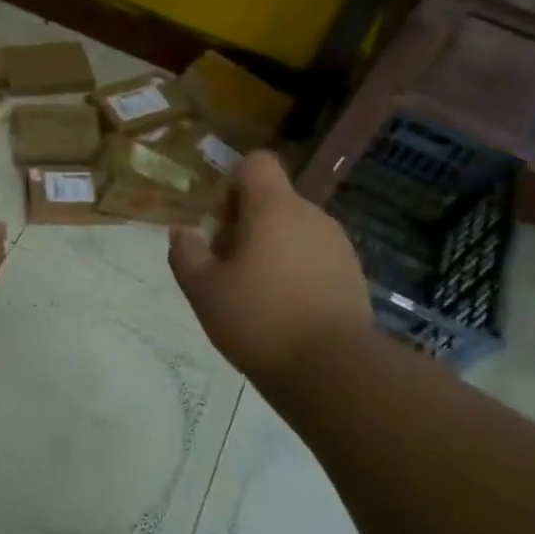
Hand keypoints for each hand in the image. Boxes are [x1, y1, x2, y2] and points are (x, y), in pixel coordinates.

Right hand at [168, 151, 374, 393]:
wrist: (333, 369)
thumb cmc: (259, 319)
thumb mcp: (203, 289)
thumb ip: (186, 254)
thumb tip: (181, 232)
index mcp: (275, 208)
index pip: (256, 163)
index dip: (232, 183)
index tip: (219, 223)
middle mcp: (311, 216)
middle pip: (272, 200)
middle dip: (245, 225)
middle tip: (227, 268)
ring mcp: (337, 245)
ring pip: (294, 230)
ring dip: (270, 249)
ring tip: (254, 294)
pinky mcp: (353, 275)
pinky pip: (314, 257)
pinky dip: (296, 271)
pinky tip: (284, 311)